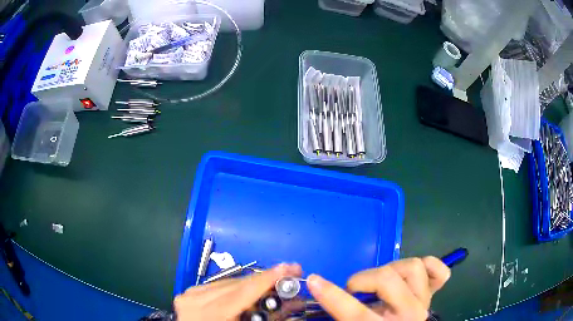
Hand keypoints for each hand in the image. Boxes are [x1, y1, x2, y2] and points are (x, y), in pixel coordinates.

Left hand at [174, 263, 301, 320]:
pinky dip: (234, 288)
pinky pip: (218, 285)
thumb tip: (292, 303)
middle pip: (236, 284)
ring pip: (228, 282)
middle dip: (265, 280)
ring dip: (251, 284)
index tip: (291, 268)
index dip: (268, 279)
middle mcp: (196, 298)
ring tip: (271, 286)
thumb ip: (267, 318)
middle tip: (288, 277)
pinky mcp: (190, 292)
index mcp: (209, 313)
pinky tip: (247, 292)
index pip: (243, 291)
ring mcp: (190, 293)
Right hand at [307, 257, 450, 320]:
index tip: (313, 280)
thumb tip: (320, 288)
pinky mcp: (433, 293)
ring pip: (413, 266)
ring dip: (392, 270)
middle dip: (361, 280)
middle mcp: (409, 314)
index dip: (331, 295)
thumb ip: (341, 311)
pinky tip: (415, 274)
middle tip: (354, 290)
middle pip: (386, 279)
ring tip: (381, 282)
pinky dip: (429, 266)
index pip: (354, 312)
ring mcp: (424, 301)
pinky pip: (440, 272)